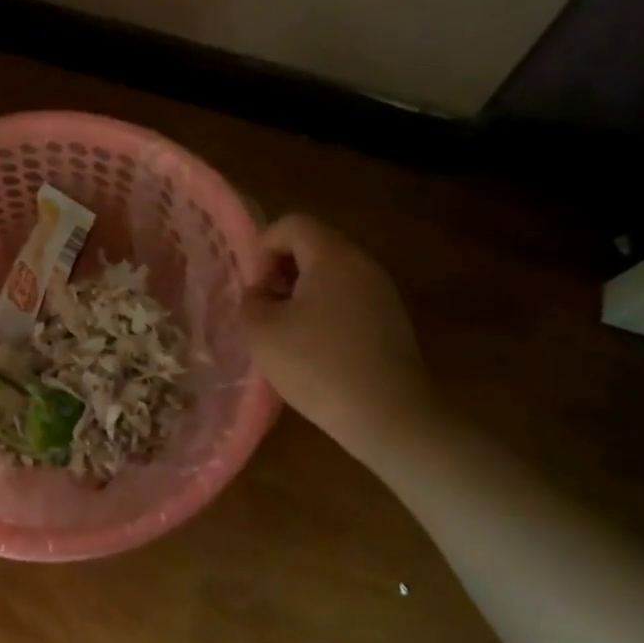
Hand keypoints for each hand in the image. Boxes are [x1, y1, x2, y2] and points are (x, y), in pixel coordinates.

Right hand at [242, 213, 444, 462]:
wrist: (390, 417)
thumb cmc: (318, 365)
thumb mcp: (263, 332)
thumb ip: (251, 300)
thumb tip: (260, 292)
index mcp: (332, 256)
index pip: (292, 224)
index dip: (264, 246)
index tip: (254, 286)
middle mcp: (362, 263)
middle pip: (314, 245)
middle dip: (282, 269)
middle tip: (266, 307)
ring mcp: (382, 292)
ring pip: (332, 273)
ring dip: (304, 292)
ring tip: (287, 330)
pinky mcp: (392, 321)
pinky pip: (350, 298)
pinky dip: (326, 310)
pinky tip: (316, 349)